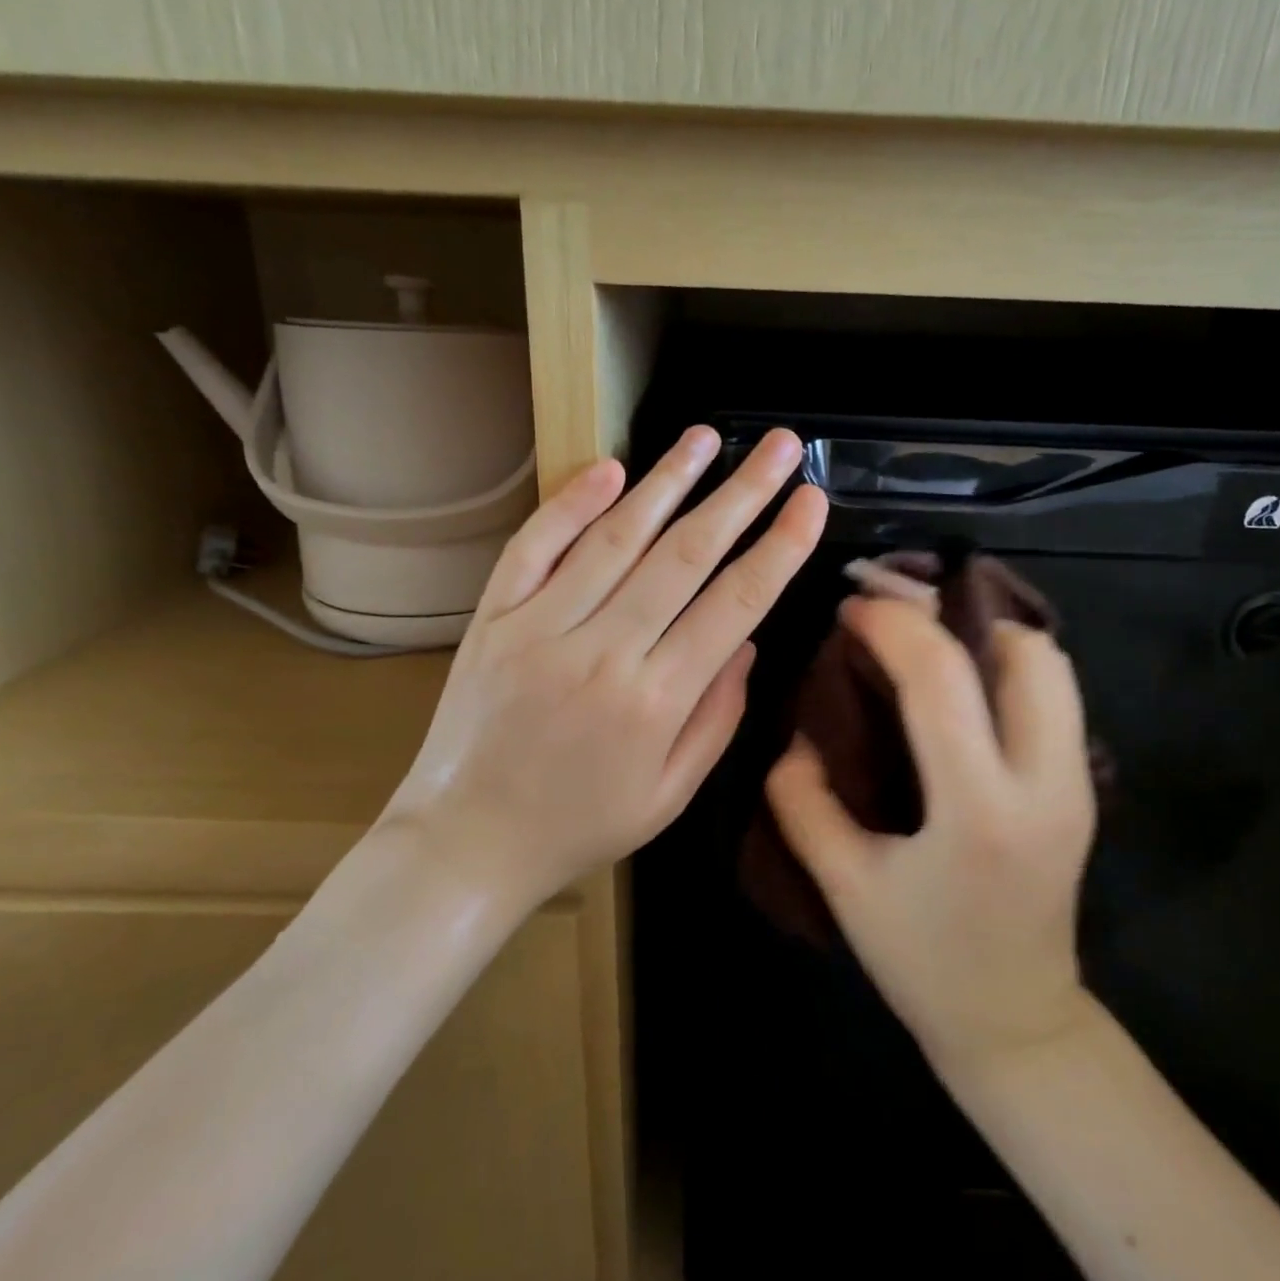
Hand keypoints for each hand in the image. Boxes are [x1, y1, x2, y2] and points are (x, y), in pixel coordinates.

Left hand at [383, 426, 826, 908]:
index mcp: (657, 701)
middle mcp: (603, 651)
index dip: (780, 546)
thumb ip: (717, 715)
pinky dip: (572, 503)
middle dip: (741, 494)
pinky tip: (611, 468)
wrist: (468, 842)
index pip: (736, 604)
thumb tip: (748, 641)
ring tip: (705, 438)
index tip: (811, 498)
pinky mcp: (494, 618)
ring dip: (667, 481)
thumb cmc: (581, 826)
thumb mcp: (671, 794)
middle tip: (779, 446)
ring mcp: (541, 628)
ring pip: (617, 538)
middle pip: (686, 556)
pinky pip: (535, 547)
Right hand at [766, 595, 1097, 1078]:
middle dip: (954, 615)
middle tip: (895, 619)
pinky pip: (1054, 694)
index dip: (891, 625)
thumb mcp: (844, 886)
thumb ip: (803, 802)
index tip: (851, 610)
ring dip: (986, 636)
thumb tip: (797, 738)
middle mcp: (1046, 784)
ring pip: (1052, 666)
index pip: (941, 679)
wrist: (1016, 1022)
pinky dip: (1005, 665)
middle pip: (1026, 652)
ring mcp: (1078, 784)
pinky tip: (957, 684)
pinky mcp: (1083, 787)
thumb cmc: (923, 962)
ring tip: (925, 645)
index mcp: (980, 811)